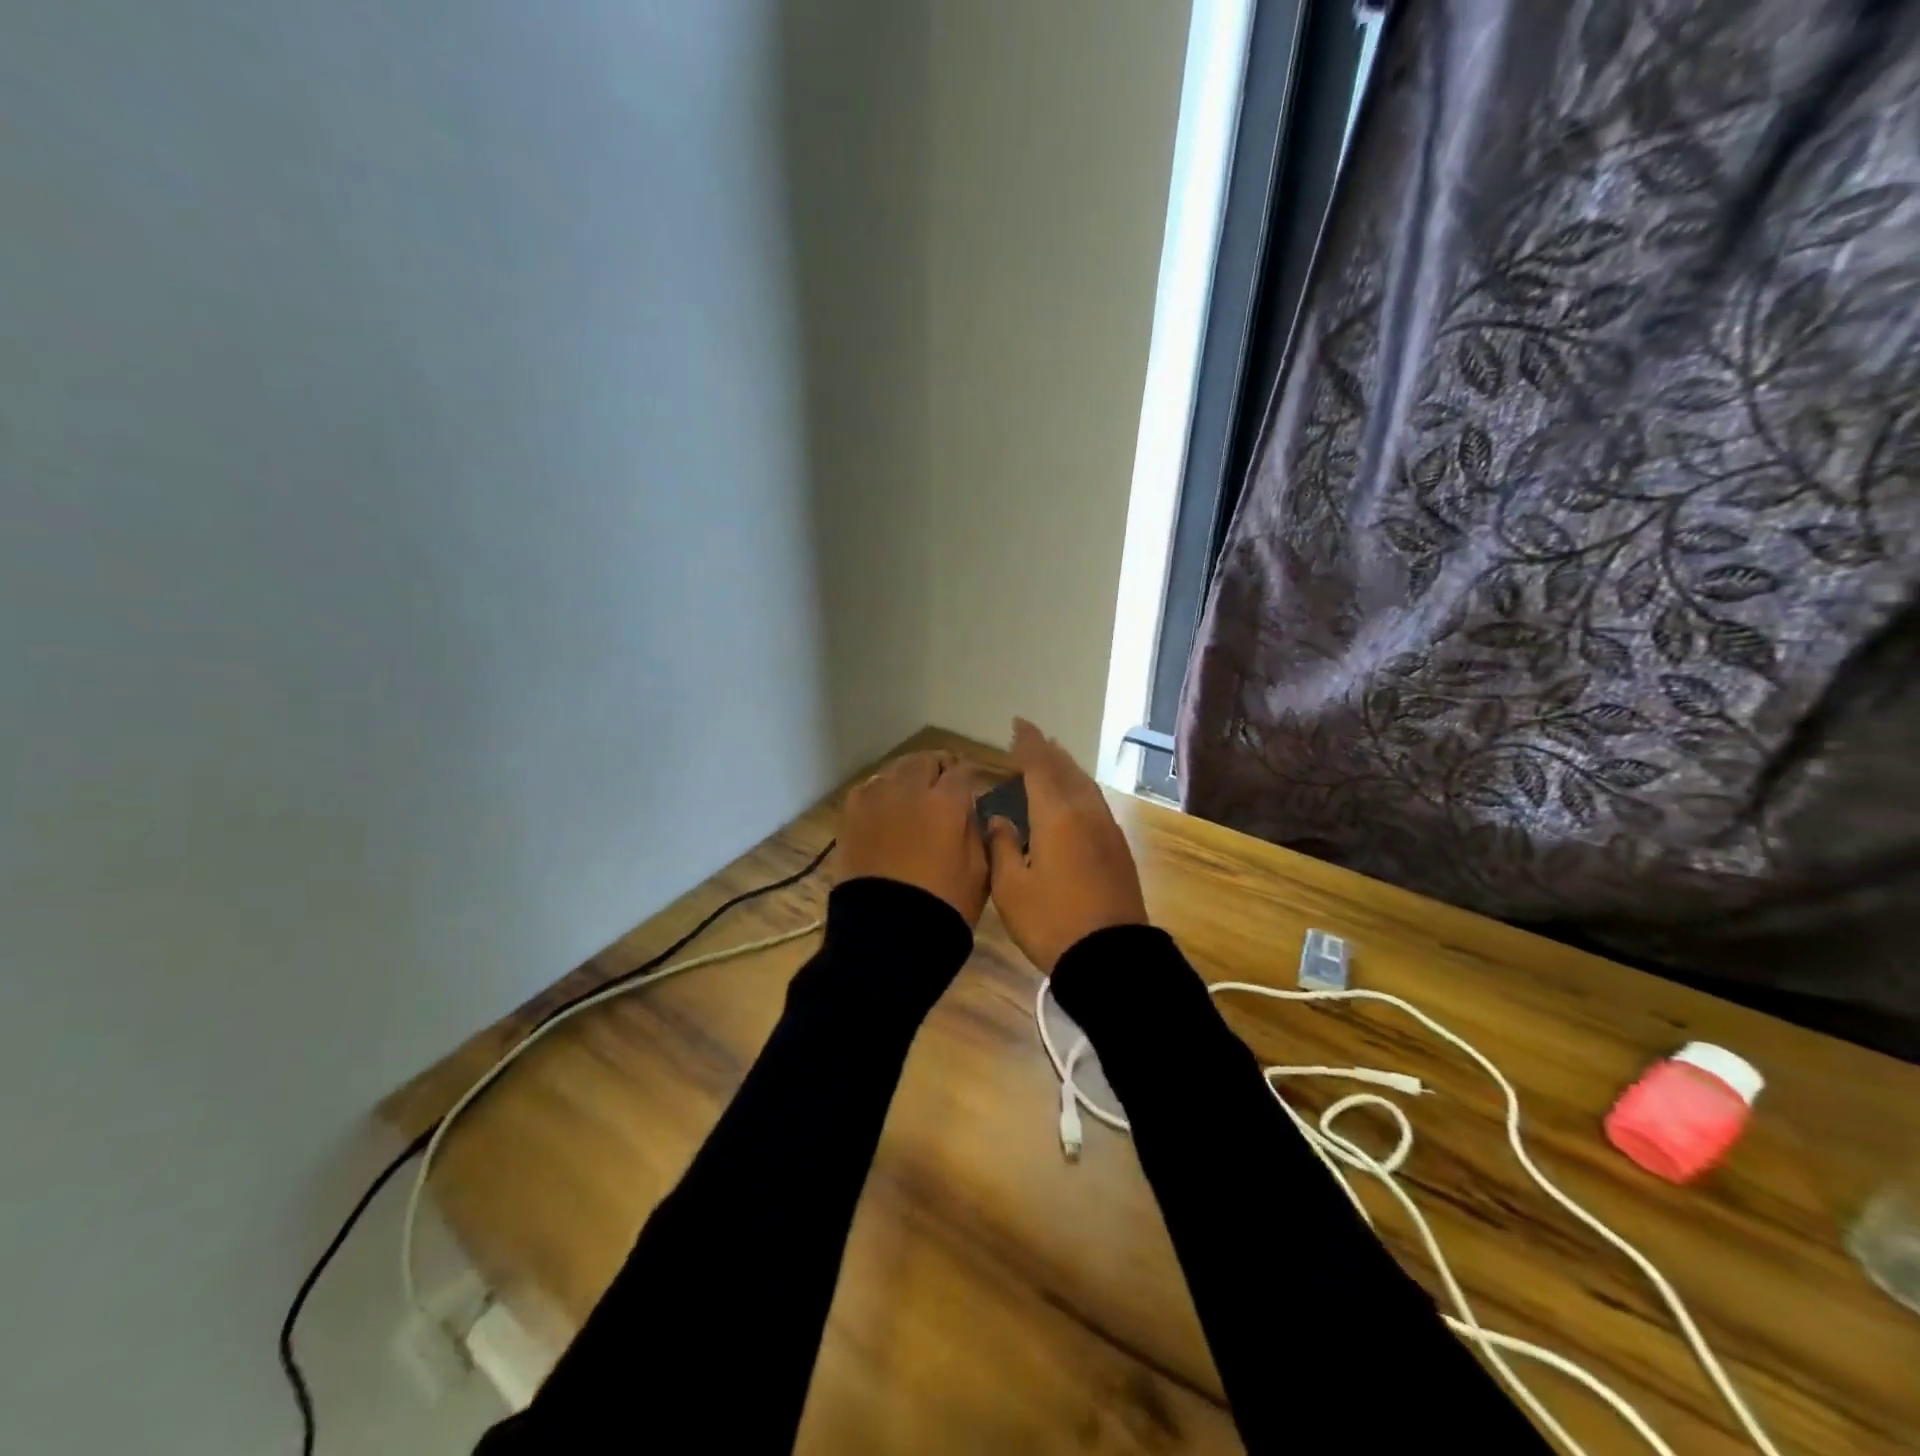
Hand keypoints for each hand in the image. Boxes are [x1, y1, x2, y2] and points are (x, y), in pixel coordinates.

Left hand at [838, 750, 990, 925]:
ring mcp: (875, 800)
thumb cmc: (945, 906)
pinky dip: (882, 792)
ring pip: (895, 769)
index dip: (970, 775)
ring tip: (914, 794)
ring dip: (909, 776)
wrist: (887, 935)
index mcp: (946, 802)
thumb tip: (972, 809)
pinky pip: (869, 789)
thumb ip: (978, 830)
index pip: (962, 770)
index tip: (972, 785)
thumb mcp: (980, 870)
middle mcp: (909, 789)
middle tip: (944, 785)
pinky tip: (887, 808)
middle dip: (938, 768)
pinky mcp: (851, 816)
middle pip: (925, 760)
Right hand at [985, 719, 1147, 970]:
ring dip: (1067, 768)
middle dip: (1048, 751)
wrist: (1111, 958)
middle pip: (1067, 770)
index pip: (1040, 766)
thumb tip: (1001, 820)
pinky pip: (1096, 803)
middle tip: (1032, 738)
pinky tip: (1075, 798)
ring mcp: (1107, 830)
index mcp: (1057, 815)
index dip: (1027, 743)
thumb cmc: (1052, 922)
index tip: (1018, 724)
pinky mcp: (1118, 849)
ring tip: (1054, 759)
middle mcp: (1086, 813)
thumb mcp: (1011, 888)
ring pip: (1085, 785)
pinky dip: (1080, 789)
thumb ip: (1003, 846)